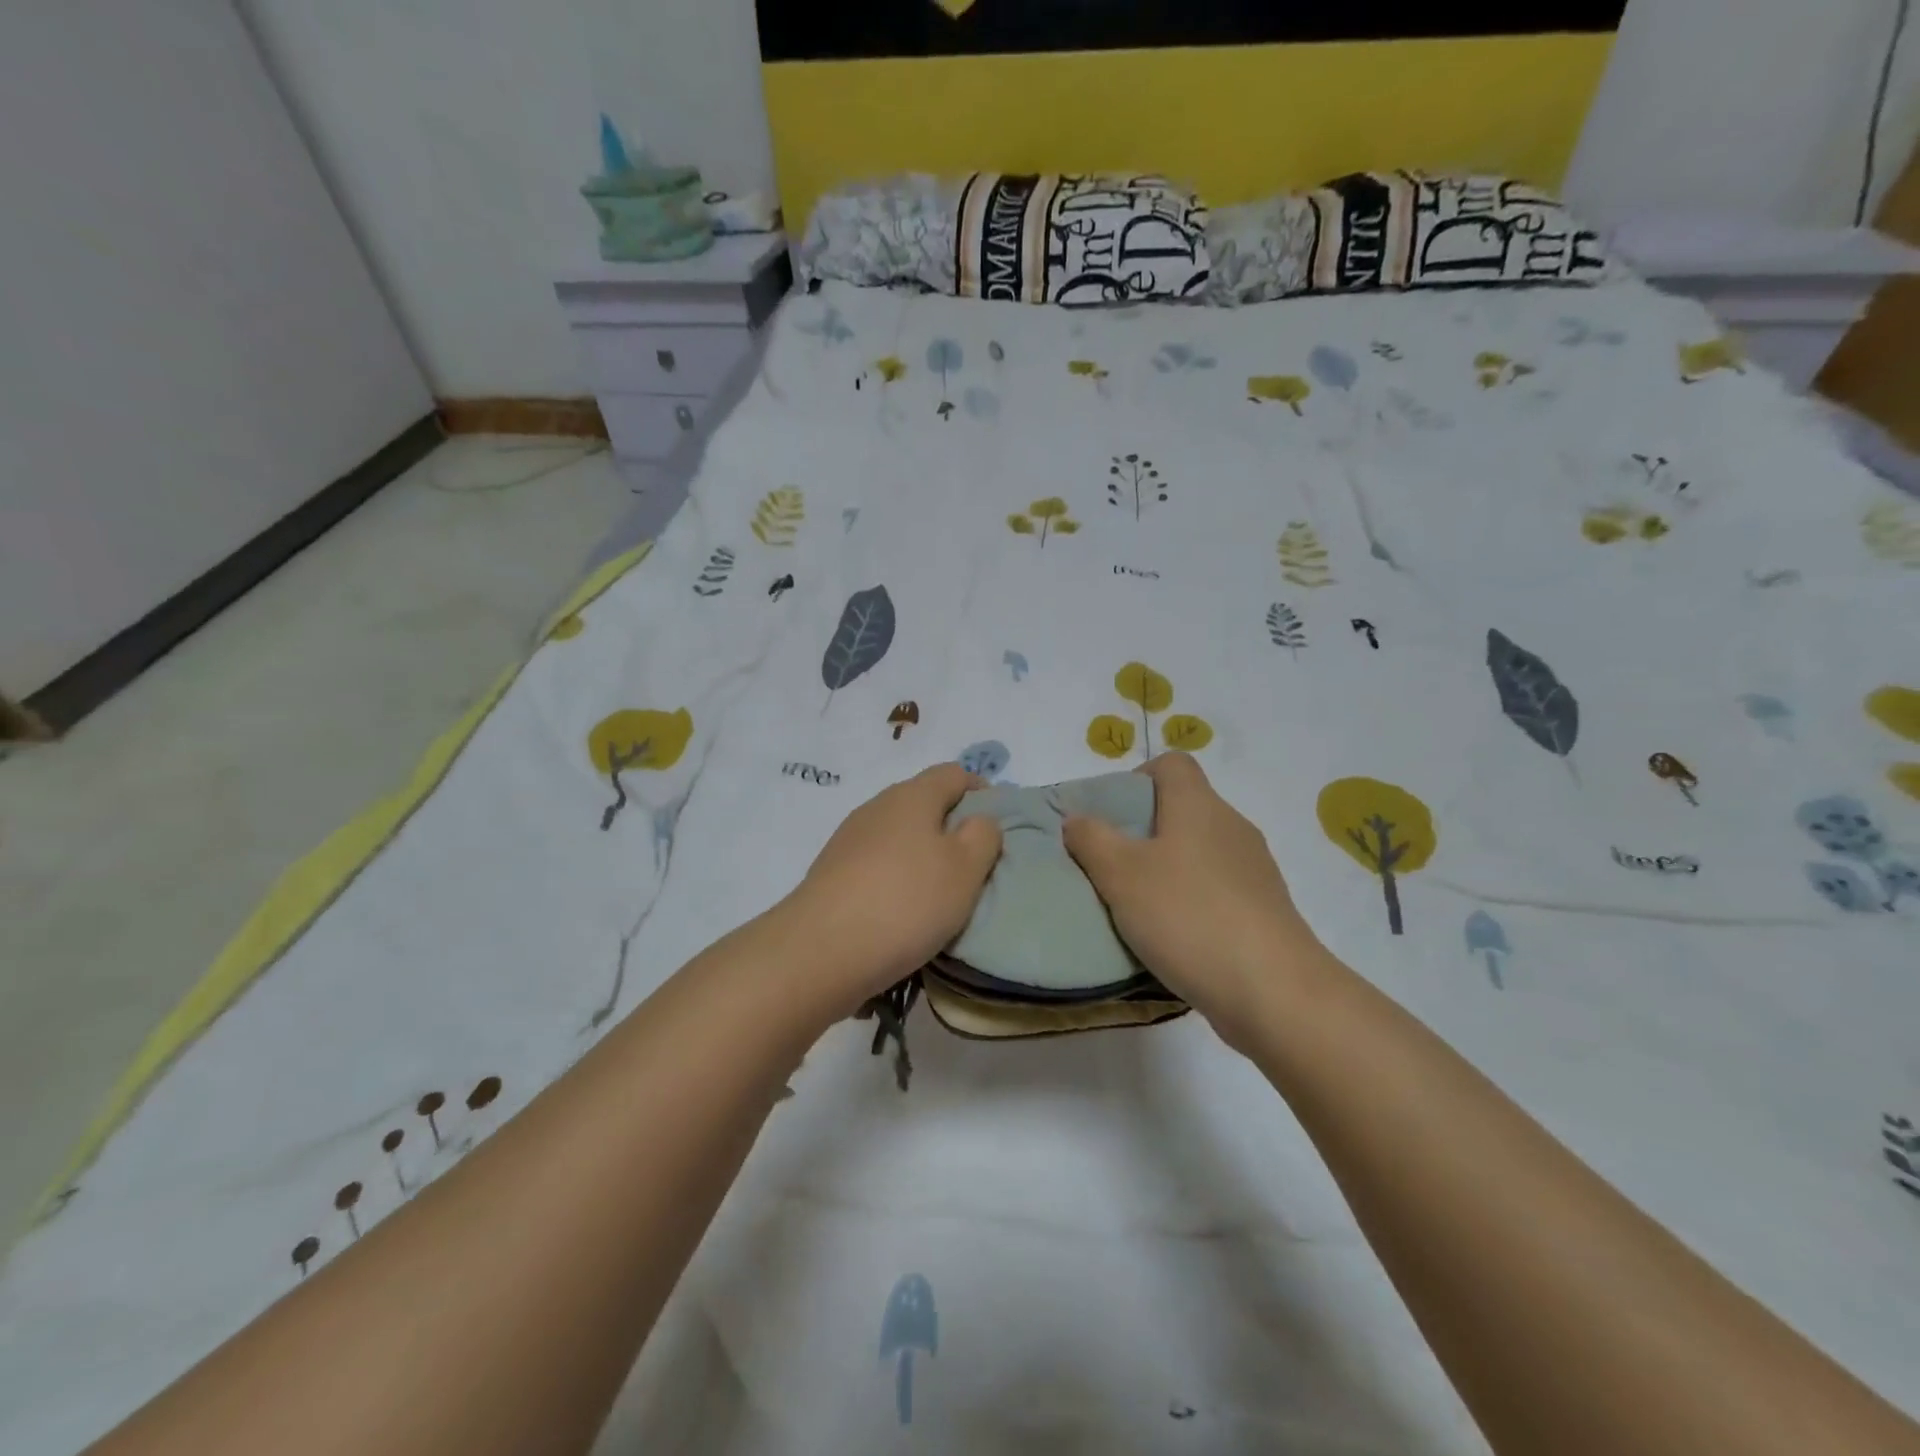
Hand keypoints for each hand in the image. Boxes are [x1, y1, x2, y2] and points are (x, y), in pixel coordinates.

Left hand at [782, 764, 1002, 1013]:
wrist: (819, 951)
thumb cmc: (906, 902)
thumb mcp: (965, 869)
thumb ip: (983, 836)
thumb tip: (978, 820)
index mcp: (912, 795)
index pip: (953, 773)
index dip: (980, 790)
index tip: (997, 823)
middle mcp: (877, 807)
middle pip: (923, 802)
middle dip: (951, 825)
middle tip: (974, 864)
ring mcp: (849, 839)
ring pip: (898, 834)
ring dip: (922, 854)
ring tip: (940, 892)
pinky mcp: (831, 872)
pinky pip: (876, 863)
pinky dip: (896, 877)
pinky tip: (902, 910)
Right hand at [1063, 753, 1322, 1048]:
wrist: (1273, 990)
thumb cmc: (1188, 916)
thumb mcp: (1121, 875)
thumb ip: (1092, 840)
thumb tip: (1077, 818)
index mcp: (1198, 806)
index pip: (1172, 764)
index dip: (1138, 778)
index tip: (1113, 816)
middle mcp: (1232, 826)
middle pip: (1184, 808)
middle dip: (1145, 831)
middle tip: (1112, 865)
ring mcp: (1254, 869)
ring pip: (1201, 852)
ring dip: (1169, 869)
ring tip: (1137, 906)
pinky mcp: (1265, 909)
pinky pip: (1219, 889)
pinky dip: (1193, 901)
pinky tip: (1174, 936)